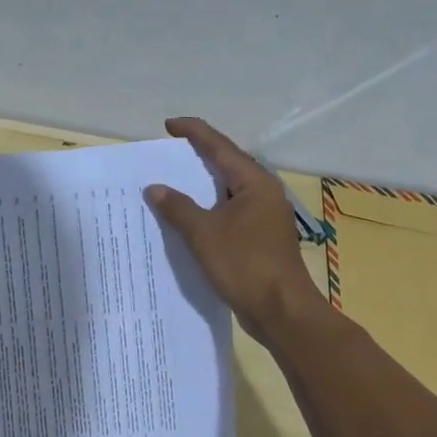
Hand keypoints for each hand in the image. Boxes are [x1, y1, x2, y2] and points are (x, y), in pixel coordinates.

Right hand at [146, 116, 320, 344]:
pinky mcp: (260, 239)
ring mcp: (264, 217)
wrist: (281, 311)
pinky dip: (208, 211)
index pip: (220, 147)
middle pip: (226, 166)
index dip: (194, 132)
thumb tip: (155, 188)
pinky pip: (229, 214)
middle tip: (167, 154)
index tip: (169, 125)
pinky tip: (188, 219)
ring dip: (201, 187)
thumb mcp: (204, 234)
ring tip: (172, 183)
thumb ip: (178, 208)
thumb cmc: (245, 265)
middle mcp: (264, 194)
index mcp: (255, 183)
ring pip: (227, 192)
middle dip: (197, 158)